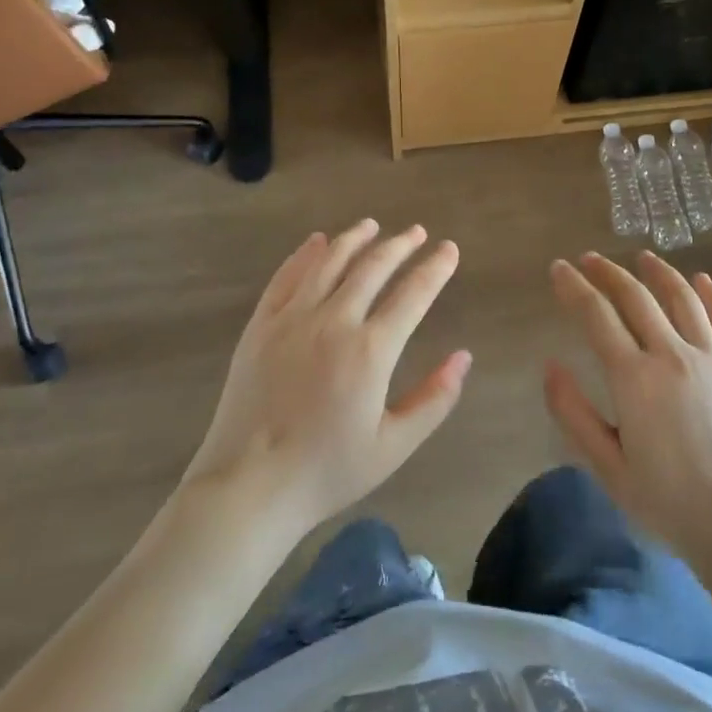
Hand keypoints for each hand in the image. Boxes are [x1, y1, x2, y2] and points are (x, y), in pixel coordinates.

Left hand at [183, 221, 471, 538]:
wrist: (248, 486)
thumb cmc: (327, 471)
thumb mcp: (393, 446)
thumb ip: (434, 399)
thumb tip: (464, 357)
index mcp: (370, 350)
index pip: (413, 294)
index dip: (435, 268)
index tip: (449, 250)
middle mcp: (334, 321)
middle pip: (373, 267)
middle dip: (400, 245)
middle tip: (417, 232)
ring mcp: (292, 319)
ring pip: (329, 262)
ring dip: (355, 239)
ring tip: (372, 225)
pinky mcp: (261, 325)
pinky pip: (286, 277)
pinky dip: (305, 254)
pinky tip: (317, 242)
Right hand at [546, 252, 711, 575]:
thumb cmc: (669, 502)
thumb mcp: (608, 467)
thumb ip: (574, 414)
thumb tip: (550, 366)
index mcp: (634, 379)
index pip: (596, 316)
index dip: (574, 288)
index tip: (559, 268)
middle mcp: (672, 355)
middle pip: (636, 297)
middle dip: (608, 273)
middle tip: (589, 259)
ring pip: (681, 298)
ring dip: (658, 272)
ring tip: (641, 258)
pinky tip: (701, 280)